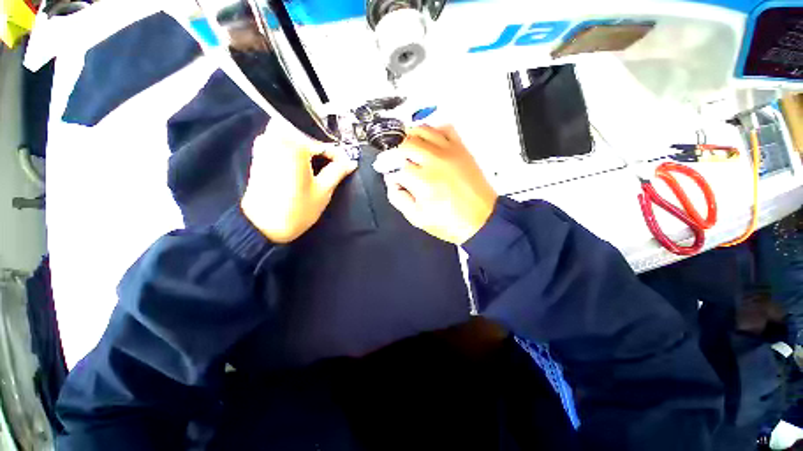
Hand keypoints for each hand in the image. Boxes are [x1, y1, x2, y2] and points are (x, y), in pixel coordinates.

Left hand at [241, 132, 357, 242]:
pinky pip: (280, 139)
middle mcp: (276, 137)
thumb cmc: (296, 210)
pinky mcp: (260, 153)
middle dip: (321, 141)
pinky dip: (294, 145)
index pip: (323, 142)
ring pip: (291, 130)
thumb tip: (350, 163)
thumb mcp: (323, 190)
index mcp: (294, 144)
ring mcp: (265, 144)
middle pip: (305, 128)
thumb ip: (337, 171)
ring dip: (307, 142)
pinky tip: (302, 161)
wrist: (262, 226)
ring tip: (319, 159)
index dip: (338, 154)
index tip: (345, 165)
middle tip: (332, 157)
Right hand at [375, 125, 496, 244]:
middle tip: (394, 161)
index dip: (388, 171)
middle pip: (405, 143)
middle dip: (394, 152)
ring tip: (406, 147)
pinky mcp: (461, 150)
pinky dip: (433, 130)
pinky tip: (428, 141)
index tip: (388, 174)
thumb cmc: (451, 222)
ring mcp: (449, 152)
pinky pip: (445, 128)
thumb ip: (398, 198)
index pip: (395, 167)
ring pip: (422, 130)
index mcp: (422, 180)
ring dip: (409, 136)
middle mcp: (434, 161)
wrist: (481, 220)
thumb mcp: (417, 218)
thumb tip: (391, 181)